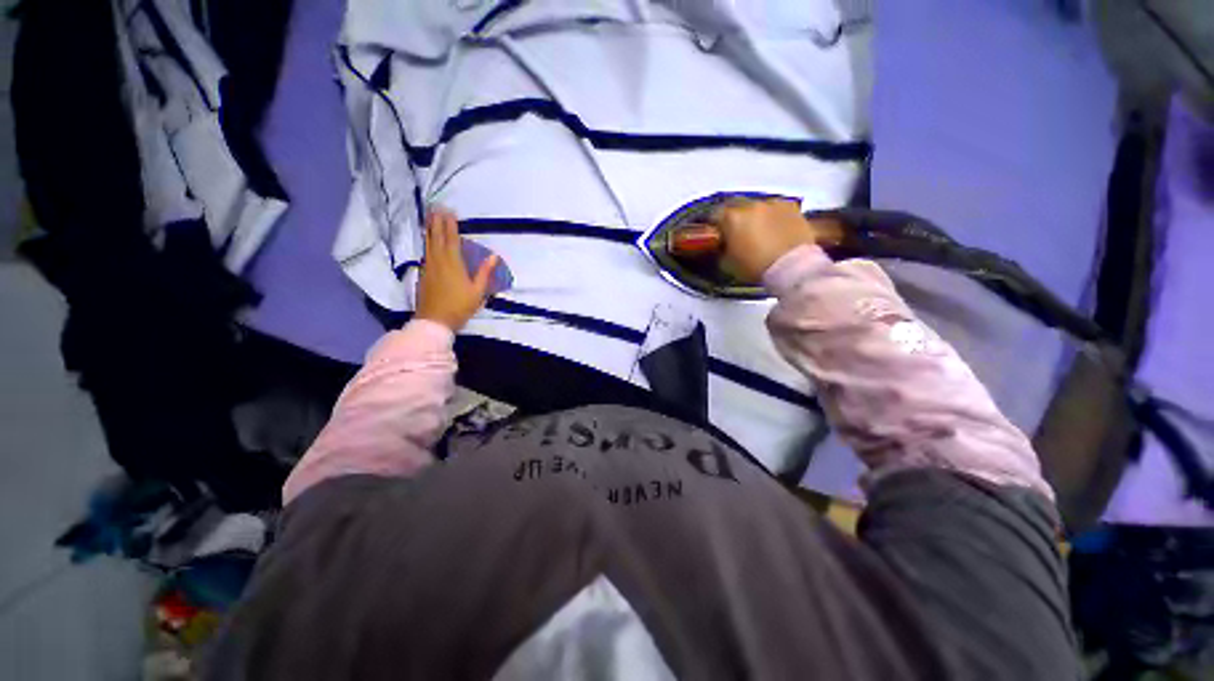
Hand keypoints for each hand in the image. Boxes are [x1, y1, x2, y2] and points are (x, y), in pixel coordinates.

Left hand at [415, 208, 499, 331]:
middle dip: (438, 221)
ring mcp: (428, 266)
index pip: (451, 239)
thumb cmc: (459, 306)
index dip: (450, 224)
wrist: (434, 321)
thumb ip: (484, 272)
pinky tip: (427, 240)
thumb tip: (493, 256)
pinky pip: (425, 252)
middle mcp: (438, 261)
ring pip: (428, 243)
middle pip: (437, 237)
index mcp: (453, 263)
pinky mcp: (423, 273)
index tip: (450, 211)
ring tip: (430, 216)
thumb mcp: (477, 292)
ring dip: (430, 228)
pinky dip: (427, 241)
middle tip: (437, 207)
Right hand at [712, 198, 842, 282]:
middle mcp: (750, 205)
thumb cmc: (755, 266)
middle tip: (740, 235)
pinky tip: (777, 231)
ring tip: (761, 233)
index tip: (719, 236)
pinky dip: (774, 217)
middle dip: (736, 220)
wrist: (791, 266)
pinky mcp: (791, 206)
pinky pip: (776, 209)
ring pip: (757, 207)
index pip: (715, 215)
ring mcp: (772, 203)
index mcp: (731, 217)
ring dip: (756, 217)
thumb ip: (722, 249)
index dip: (716, 227)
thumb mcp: (727, 263)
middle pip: (737, 208)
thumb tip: (723, 245)